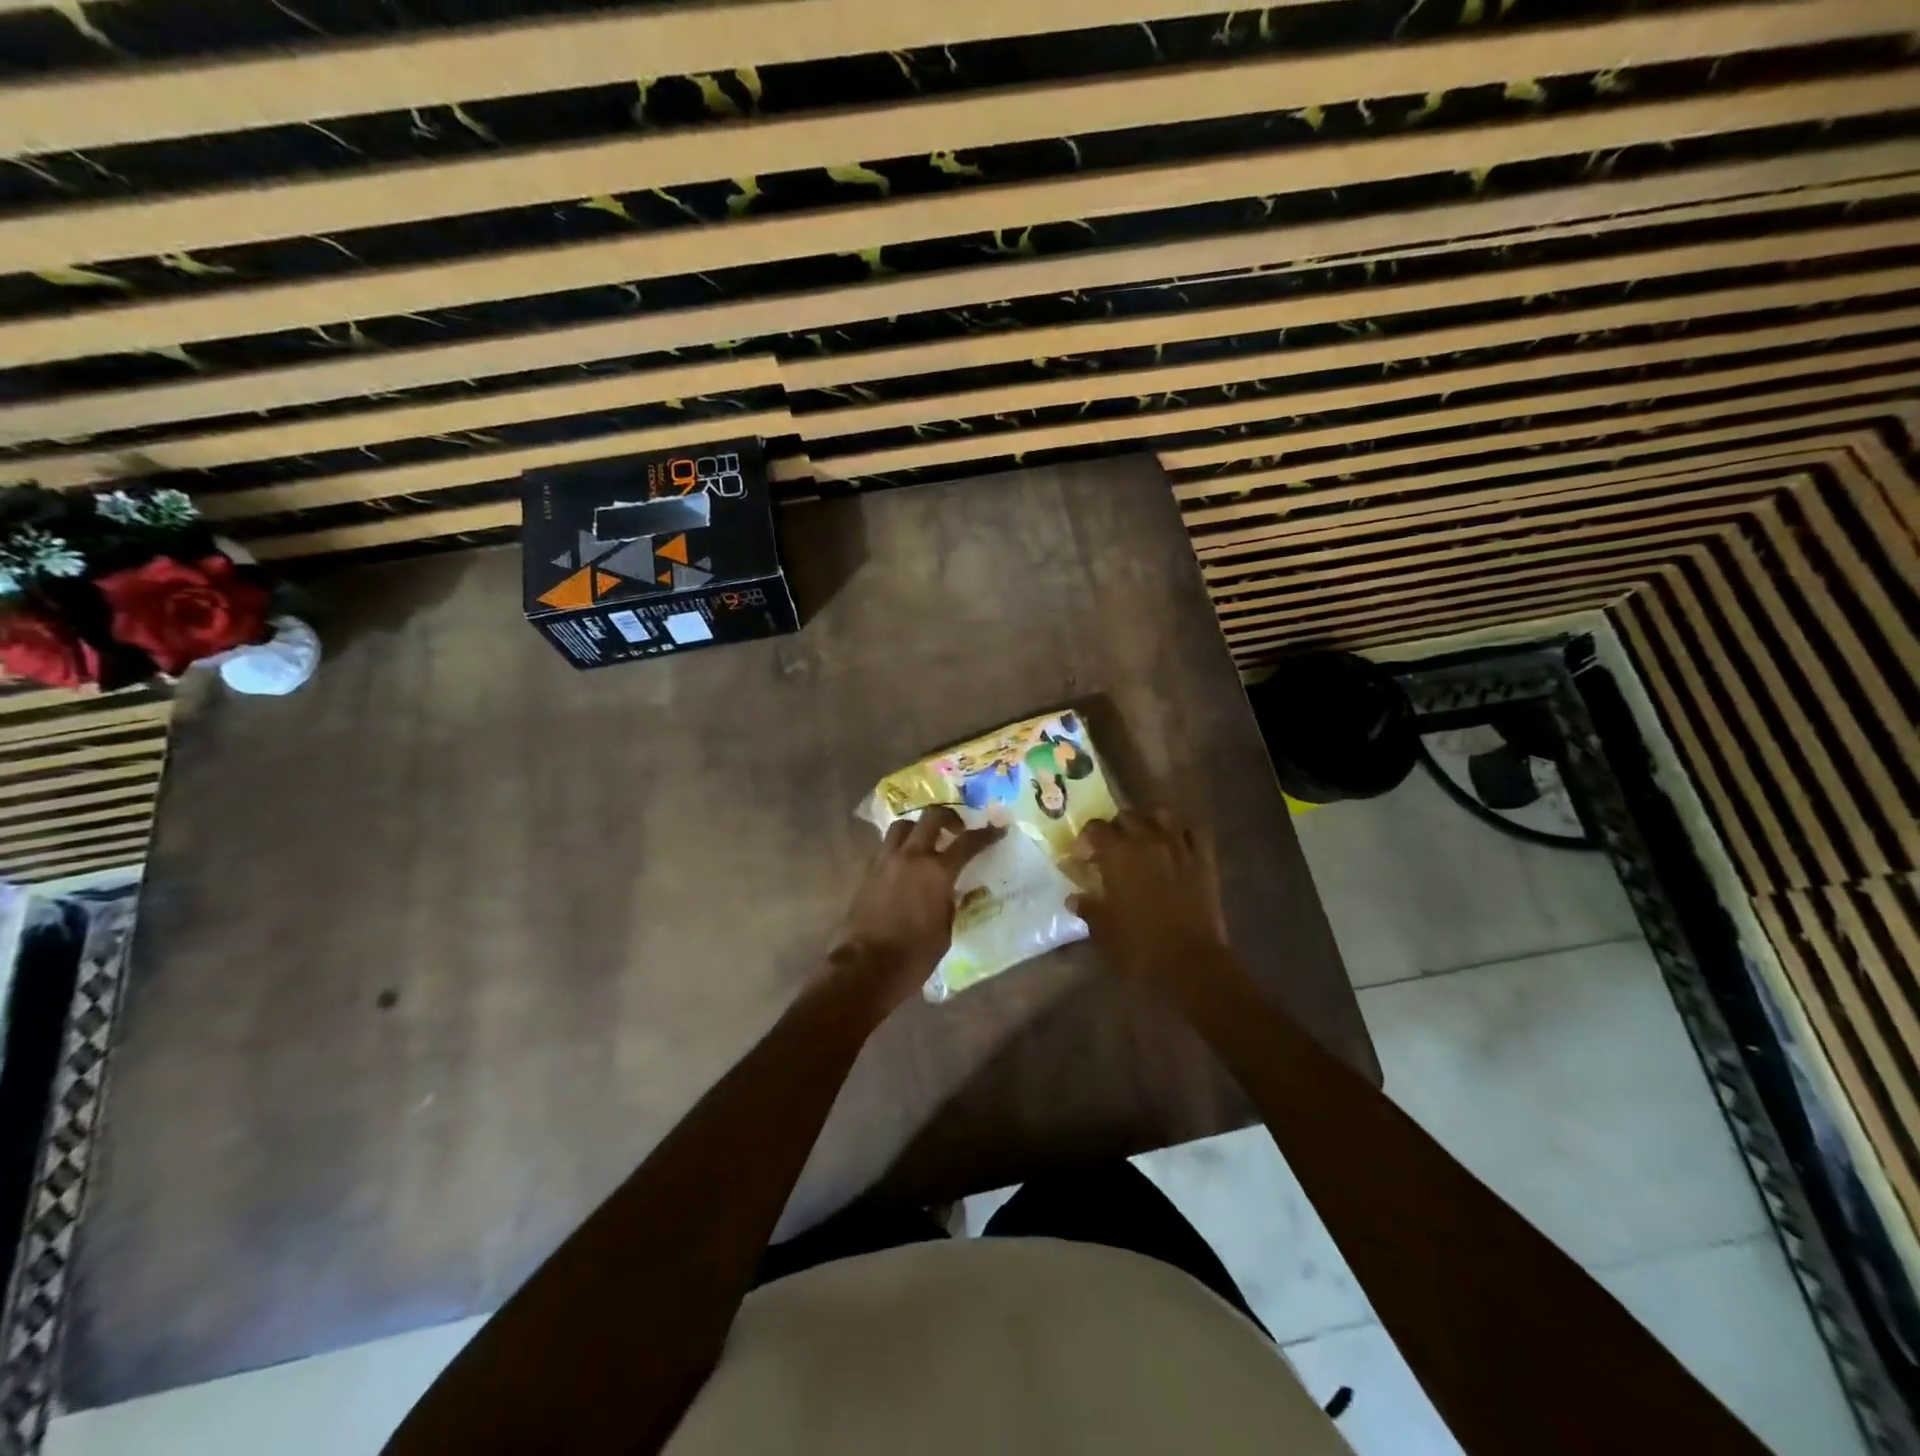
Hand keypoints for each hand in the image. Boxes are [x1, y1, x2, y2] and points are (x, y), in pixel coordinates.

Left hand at [831, 806, 1001, 1003]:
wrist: (866, 967)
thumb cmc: (914, 955)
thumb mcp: (945, 930)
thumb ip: (949, 903)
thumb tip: (950, 891)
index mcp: (937, 871)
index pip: (967, 843)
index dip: (986, 834)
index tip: (997, 829)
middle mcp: (911, 857)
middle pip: (931, 817)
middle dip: (949, 817)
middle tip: (958, 828)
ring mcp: (885, 861)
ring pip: (902, 826)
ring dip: (918, 828)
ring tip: (926, 842)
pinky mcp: (867, 872)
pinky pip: (886, 847)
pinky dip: (899, 848)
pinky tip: (905, 865)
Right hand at [1070, 808, 1233, 986]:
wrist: (1190, 963)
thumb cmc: (1138, 947)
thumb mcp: (1102, 930)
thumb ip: (1088, 907)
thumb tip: (1075, 898)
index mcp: (1117, 854)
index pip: (1095, 828)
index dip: (1086, 840)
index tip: (1084, 857)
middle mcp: (1146, 841)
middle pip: (1126, 817)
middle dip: (1114, 828)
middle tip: (1111, 850)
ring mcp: (1178, 847)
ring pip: (1161, 814)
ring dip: (1148, 820)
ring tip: (1143, 837)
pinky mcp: (1203, 860)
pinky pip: (1194, 831)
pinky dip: (1182, 832)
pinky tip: (1176, 843)